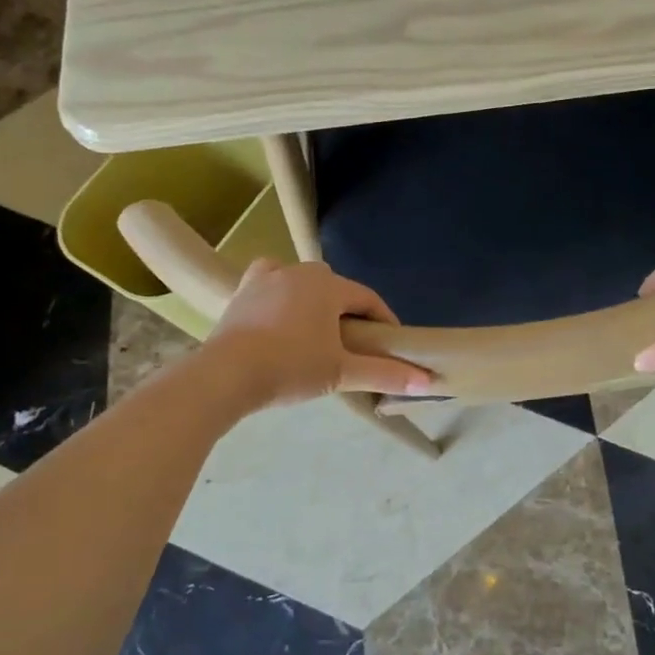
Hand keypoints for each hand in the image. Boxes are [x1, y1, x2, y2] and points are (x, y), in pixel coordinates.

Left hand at [205, 260, 432, 407]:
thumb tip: (429, 382)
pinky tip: (280, 310)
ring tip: (318, 333)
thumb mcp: (342, 372)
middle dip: (349, 312)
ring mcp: (267, 277)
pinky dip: (280, 293)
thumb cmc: (291, 367)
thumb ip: (386, 374)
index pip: (368, 299)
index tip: (390, 344)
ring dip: (315, 302)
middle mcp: (300, 272)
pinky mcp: (243, 290)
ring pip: (303, 283)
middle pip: (337, 289)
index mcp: (329, 285)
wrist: (226, 374)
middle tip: (354, 345)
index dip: (384, 321)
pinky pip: (270, 283)